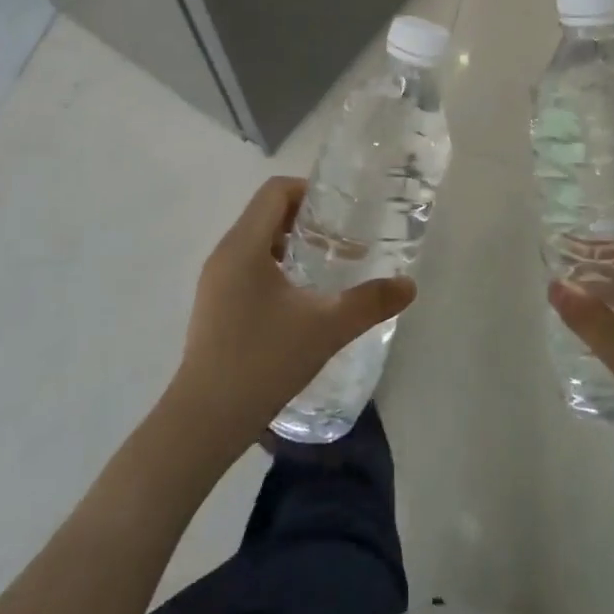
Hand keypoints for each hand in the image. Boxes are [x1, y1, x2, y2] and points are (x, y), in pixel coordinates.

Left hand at [168, 177, 416, 453]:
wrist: (205, 421)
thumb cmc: (263, 361)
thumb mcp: (326, 328)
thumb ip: (369, 303)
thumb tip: (409, 285)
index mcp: (244, 245)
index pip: (274, 191)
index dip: (309, 191)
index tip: (340, 212)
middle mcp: (224, 254)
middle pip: (265, 213)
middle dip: (306, 219)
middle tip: (341, 239)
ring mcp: (214, 281)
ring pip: (255, 242)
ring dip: (290, 244)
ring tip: (325, 268)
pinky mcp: (213, 306)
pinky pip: (246, 267)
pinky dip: (275, 268)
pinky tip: (299, 301)